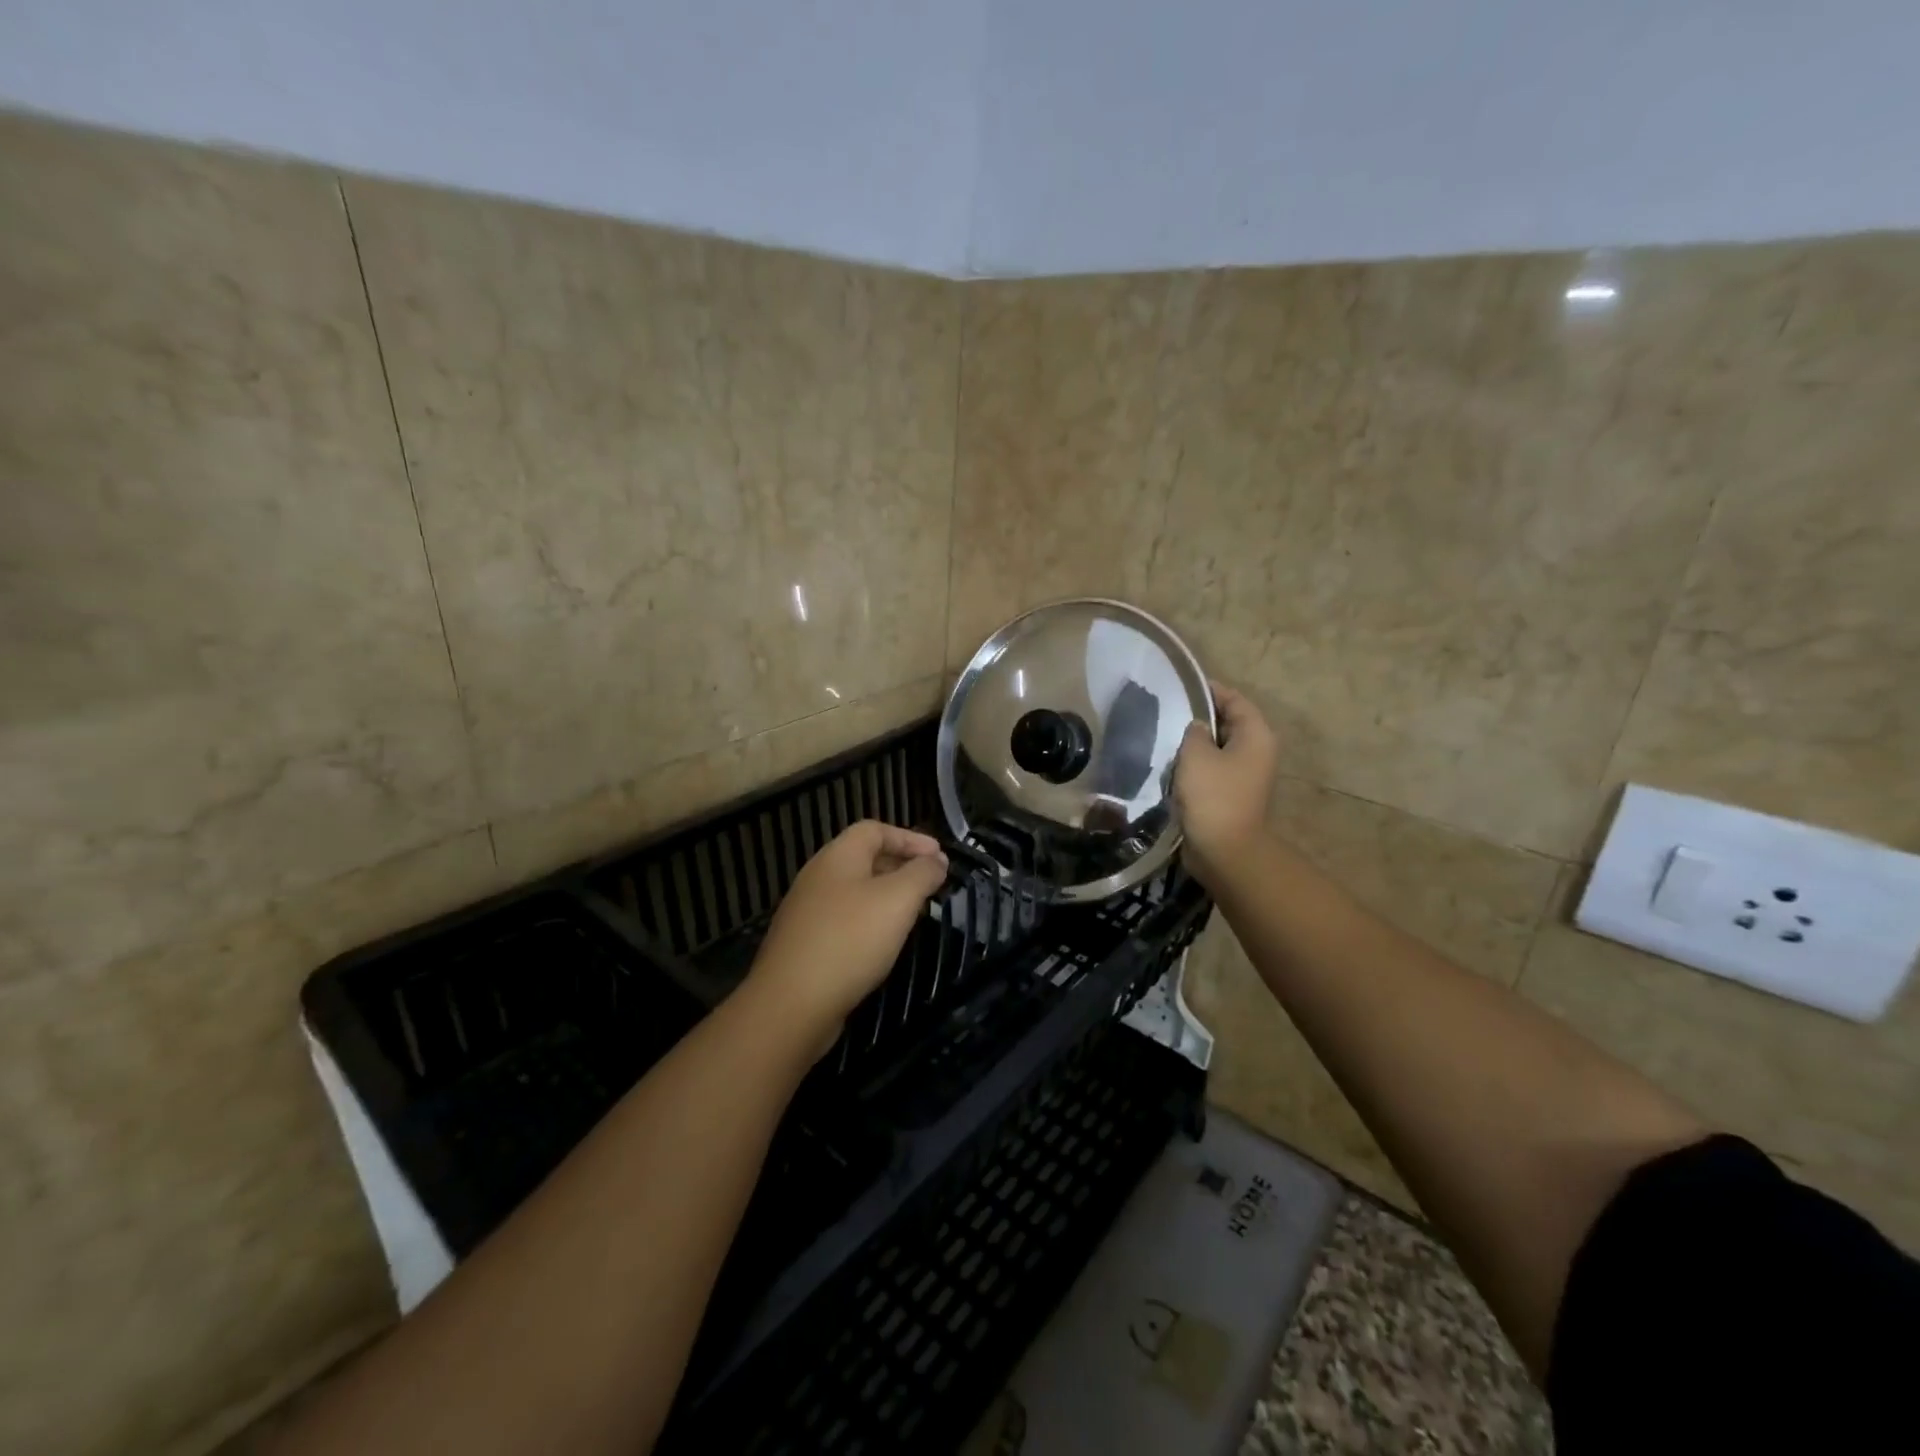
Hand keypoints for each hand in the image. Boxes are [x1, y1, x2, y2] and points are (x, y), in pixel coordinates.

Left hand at [745, 821, 948, 1045]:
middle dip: (901, 866)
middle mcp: (818, 876)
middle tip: (931, 884)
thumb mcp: (898, 900)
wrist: (791, 1003)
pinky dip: (869, 922)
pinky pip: (844, 920)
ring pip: (855, 891)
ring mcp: (807, 911)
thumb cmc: (850, 940)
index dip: (910, 838)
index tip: (940, 858)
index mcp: (838, 856)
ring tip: (914, 914)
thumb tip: (936, 860)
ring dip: (887, 896)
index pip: (875, 829)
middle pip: (864, 858)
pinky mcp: (805, 943)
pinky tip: (883, 944)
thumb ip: (922, 873)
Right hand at [1175, 681, 1278, 890]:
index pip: (1234, 700)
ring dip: (1193, 744)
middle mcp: (1256, 751)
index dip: (1209, 690)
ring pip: (1216, 748)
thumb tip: (1196, 726)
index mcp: (1256, 735)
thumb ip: (1194, 731)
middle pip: (1227, 723)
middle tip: (1165, 711)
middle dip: (1198, 717)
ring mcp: (1244, 775)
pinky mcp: (1229, 794)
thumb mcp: (1197, 754)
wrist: (1224, 850)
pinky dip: (1193, 765)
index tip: (1179, 686)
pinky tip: (1168, 764)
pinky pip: (1211, 770)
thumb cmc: (1213, 795)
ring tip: (1162, 736)